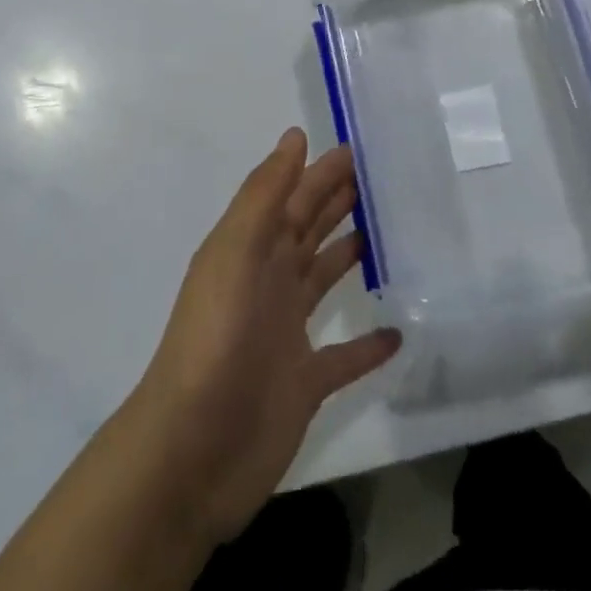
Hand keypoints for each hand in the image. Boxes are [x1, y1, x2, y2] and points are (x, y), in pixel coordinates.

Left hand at [127, 129, 400, 543]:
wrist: (192, 453)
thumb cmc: (216, 341)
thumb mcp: (234, 253)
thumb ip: (265, 195)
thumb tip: (295, 136)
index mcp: (251, 251)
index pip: (292, 198)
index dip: (320, 172)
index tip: (358, 149)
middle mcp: (268, 284)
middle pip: (308, 232)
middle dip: (337, 202)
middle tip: (380, 180)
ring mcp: (285, 334)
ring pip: (323, 281)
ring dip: (349, 256)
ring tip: (388, 234)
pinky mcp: (304, 383)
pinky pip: (344, 357)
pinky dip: (368, 345)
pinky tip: (399, 332)